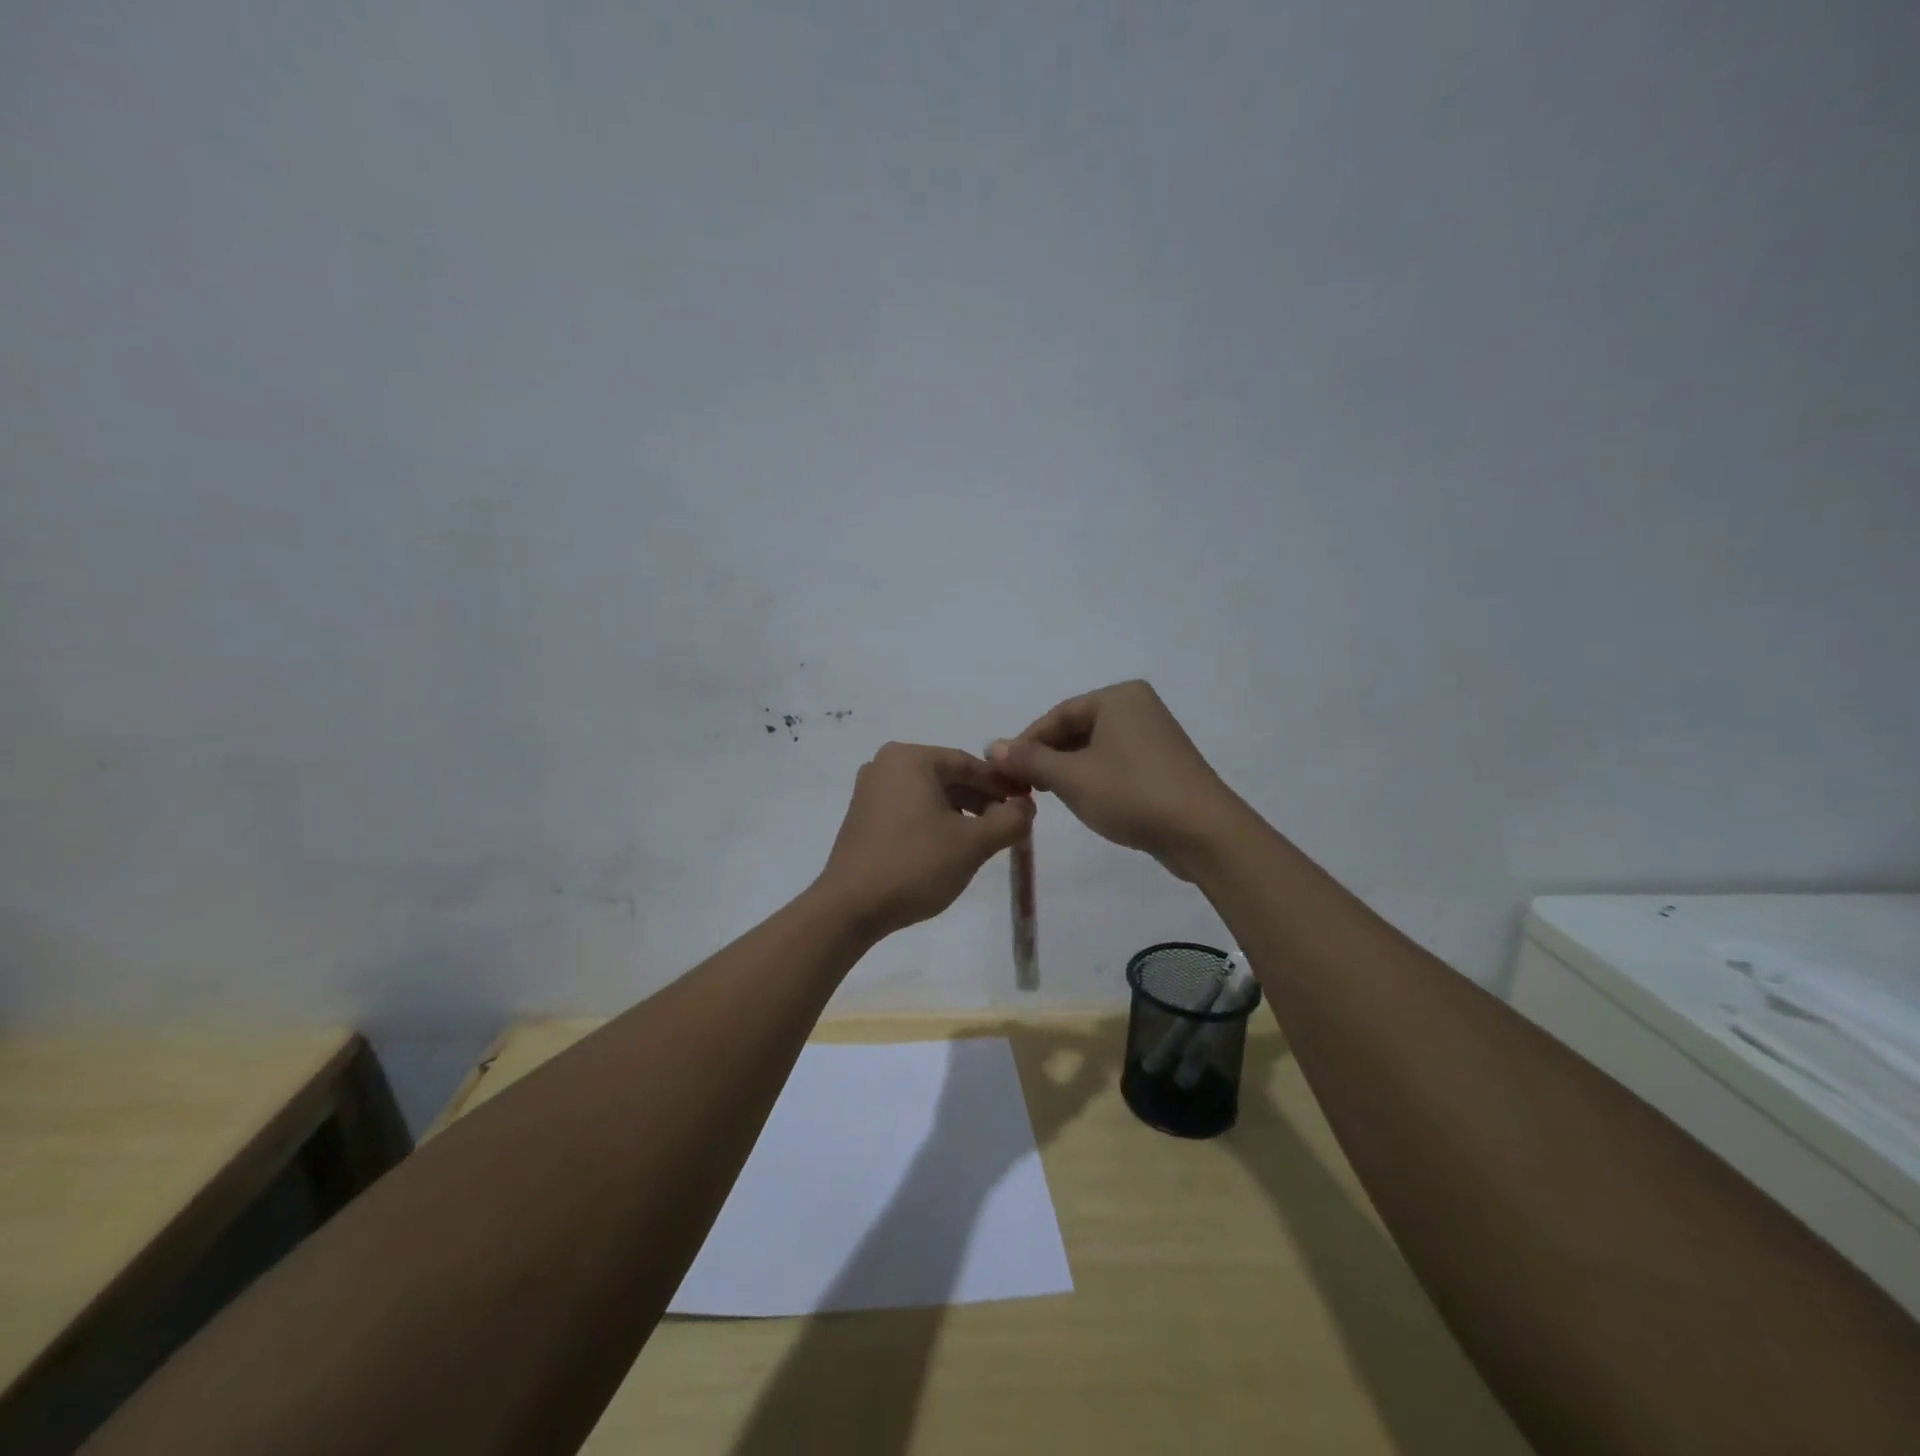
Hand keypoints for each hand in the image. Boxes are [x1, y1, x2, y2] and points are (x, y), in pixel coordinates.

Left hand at [815, 743, 1034, 938]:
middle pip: (949, 777)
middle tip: (1010, 825)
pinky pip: (910, 808)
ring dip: (961, 813)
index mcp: (910, 758)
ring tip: (985, 840)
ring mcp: (870, 790)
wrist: (849, 908)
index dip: (1003, 785)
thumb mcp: (972, 843)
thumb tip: (1026, 807)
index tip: (1028, 806)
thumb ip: (1009, 820)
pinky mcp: (863, 816)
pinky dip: (935, 821)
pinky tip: (951, 846)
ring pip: (930, 794)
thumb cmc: (914, 865)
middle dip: (982, 800)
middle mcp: (885, 764)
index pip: (969, 764)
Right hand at [989, 681, 1239, 881]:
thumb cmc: (1132, 793)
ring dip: (1068, 770)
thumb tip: (991, 746)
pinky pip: (1116, 762)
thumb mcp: (1072, 777)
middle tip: (1022, 787)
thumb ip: (1029, 760)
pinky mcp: (1163, 764)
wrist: (1204, 832)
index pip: (1057, 715)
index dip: (1026, 744)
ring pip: (1095, 748)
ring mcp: (1154, 736)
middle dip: (1047, 758)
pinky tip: (1083, 800)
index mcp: (1118, 697)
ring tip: (1047, 797)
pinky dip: (1093, 777)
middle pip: (1076, 729)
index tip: (1003, 773)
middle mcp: (1138, 707)